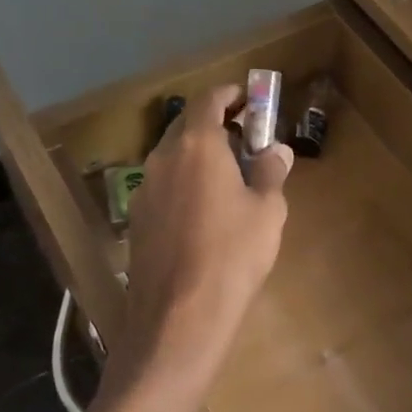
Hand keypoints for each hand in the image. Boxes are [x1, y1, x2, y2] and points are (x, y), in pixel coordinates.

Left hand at [117, 86, 291, 398]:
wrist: (178, 317)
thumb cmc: (232, 256)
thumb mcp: (267, 212)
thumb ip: (270, 172)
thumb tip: (275, 150)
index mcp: (197, 146)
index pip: (208, 100)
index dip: (229, 94)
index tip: (248, 99)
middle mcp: (163, 158)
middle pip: (187, 127)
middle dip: (216, 126)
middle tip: (245, 141)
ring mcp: (144, 189)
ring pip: (172, 157)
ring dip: (199, 156)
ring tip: (228, 179)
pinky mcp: (136, 219)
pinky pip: (163, 185)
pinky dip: (184, 183)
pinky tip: (203, 213)